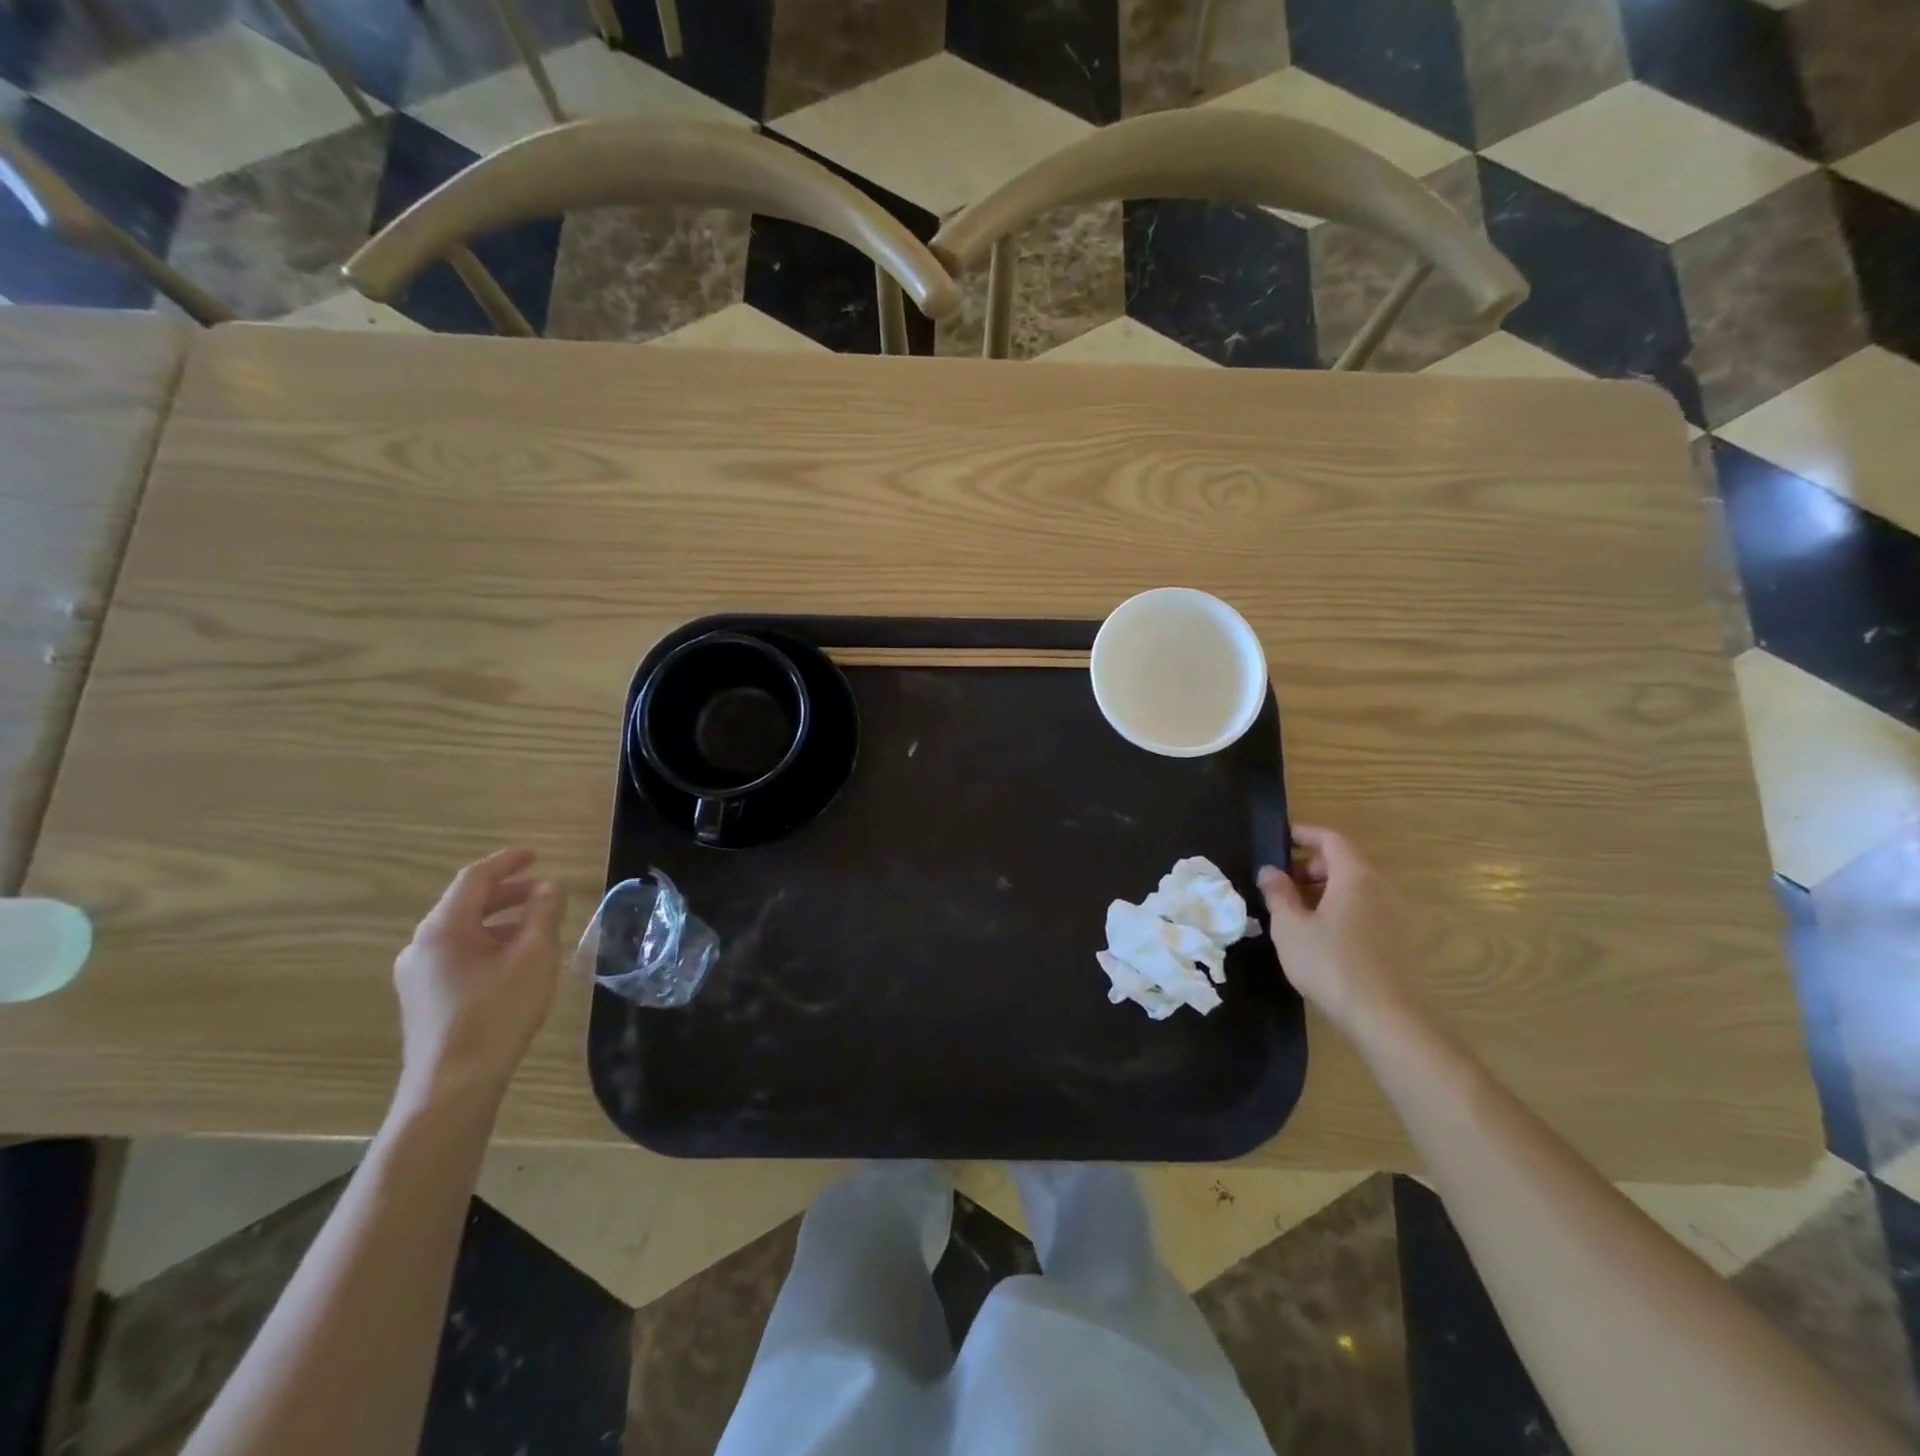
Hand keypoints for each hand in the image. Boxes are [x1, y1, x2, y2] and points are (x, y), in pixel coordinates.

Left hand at [393, 848, 566, 1110]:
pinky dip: (489, 946)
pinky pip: (459, 956)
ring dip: (501, 922)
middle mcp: (421, 946)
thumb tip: (548, 888)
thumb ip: (544, 913)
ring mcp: (417, 976)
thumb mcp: (534, 955)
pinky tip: (515, 963)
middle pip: (467, 904)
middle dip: (509, 893)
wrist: (453, 1086)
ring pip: (464, 933)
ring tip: (538, 929)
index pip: (475, 879)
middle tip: (546, 893)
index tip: (537, 855)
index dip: (508, 862)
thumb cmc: (497, 1012)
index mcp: (443, 929)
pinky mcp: (424, 1001)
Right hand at [1257, 825, 1414, 1039]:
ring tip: (1297, 913)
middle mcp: (1381, 888)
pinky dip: (1341, 909)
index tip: (1280, 840)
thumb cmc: (1330, 963)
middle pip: (1345, 862)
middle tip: (1282, 885)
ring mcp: (1395, 915)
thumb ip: (1278, 893)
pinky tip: (1321, 936)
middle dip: (1311, 866)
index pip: (1331, 839)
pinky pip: (1366, 910)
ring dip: (1325, 890)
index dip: (1304, 835)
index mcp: (1355, 876)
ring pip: (1355, 888)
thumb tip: (1269, 871)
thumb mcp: (1290, 927)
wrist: (1384, 1017)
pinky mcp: (1399, 940)